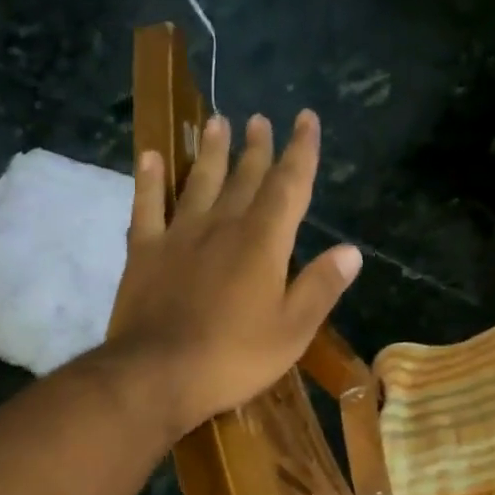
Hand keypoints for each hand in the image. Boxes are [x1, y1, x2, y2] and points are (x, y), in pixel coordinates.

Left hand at [107, 111, 360, 436]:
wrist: (158, 375)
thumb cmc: (233, 358)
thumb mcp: (292, 332)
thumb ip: (320, 288)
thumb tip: (351, 250)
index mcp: (263, 243)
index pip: (289, 186)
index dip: (301, 152)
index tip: (306, 119)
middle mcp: (222, 226)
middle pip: (244, 179)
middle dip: (257, 149)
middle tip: (260, 121)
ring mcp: (178, 237)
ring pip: (199, 183)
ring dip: (210, 153)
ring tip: (217, 122)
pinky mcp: (143, 254)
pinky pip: (146, 207)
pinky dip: (149, 181)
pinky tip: (150, 157)